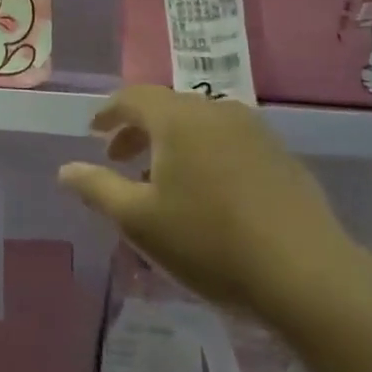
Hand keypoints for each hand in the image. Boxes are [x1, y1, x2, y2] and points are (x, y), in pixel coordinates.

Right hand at [58, 87, 369, 333]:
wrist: (305, 274)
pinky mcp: (281, 157)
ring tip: (159, 181)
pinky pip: (227, 142)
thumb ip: (96, 188)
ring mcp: (256, 132)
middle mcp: (218, 111)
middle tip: (118, 159)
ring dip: (171, 144)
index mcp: (179, 119)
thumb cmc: (207, 242)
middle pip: (168, 108)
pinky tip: (204, 194)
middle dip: (138, 130)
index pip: (133, 98)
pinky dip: (202, 155)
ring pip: (200, 125)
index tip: (93, 133)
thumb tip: (66, 170)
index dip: (108, 113)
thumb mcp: (137, 220)